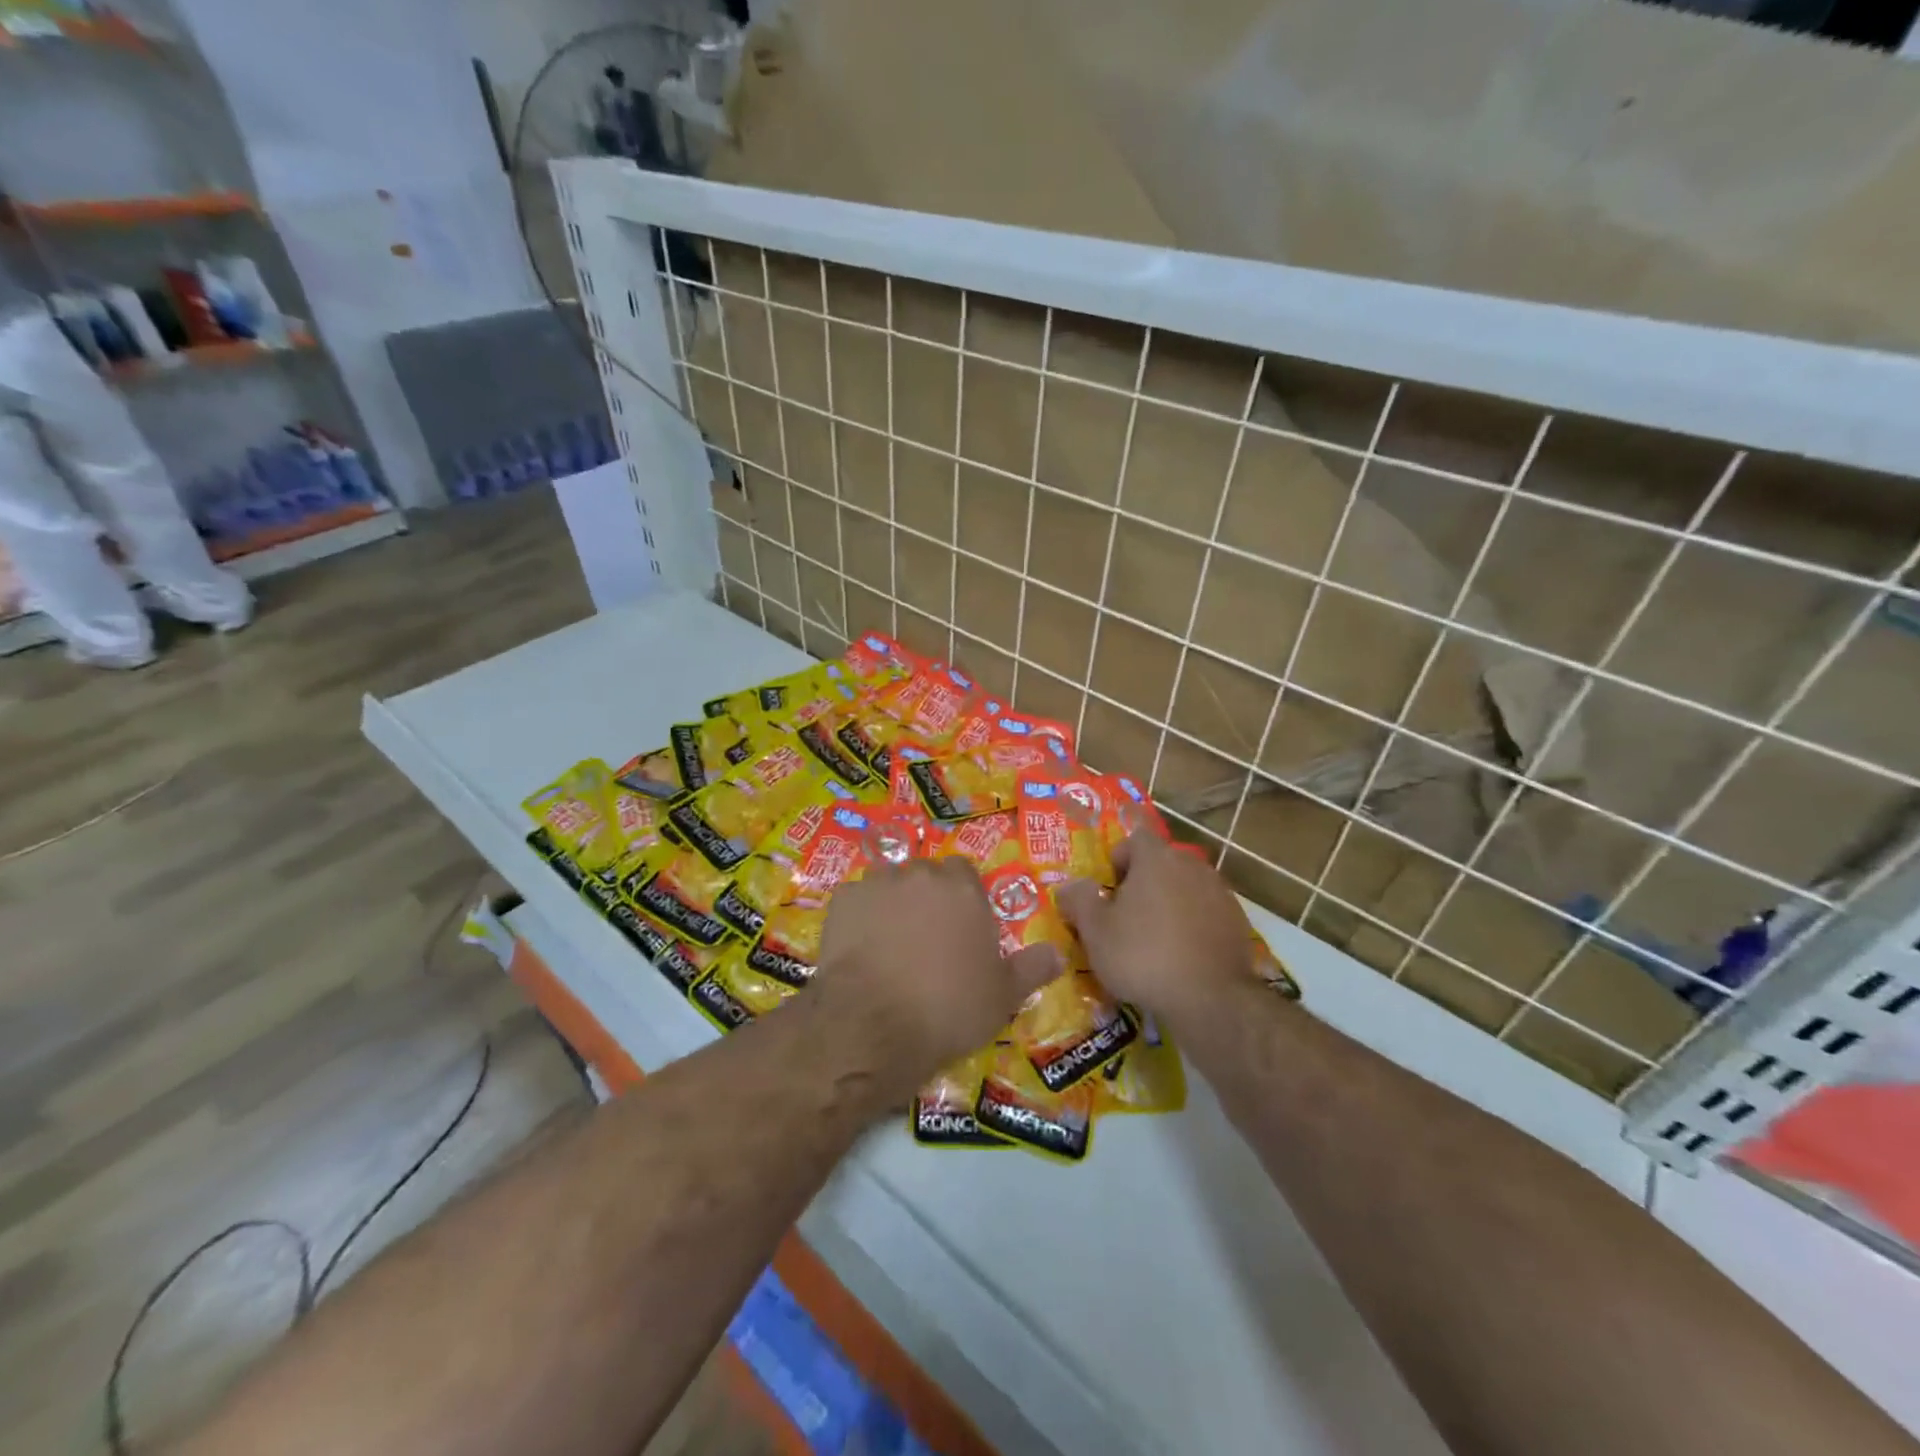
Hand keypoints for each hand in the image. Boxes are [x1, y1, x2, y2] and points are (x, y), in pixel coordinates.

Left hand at [813, 858, 1060, 1093]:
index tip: (961, 929)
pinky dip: (858, 917)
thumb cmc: (948, 1008)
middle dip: (927, 898)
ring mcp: (877, 884)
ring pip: (889, 883)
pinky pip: (855, 901)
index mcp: (963, 890)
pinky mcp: (842, 901)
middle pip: (926, 875)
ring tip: (890, 943)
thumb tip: (1057, 954)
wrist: (873, 1025)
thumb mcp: (1002, 997)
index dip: (963, 898)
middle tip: (927, 939)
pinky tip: (858, 948)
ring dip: (892, 903)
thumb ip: (1031, 969)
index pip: (965, 873)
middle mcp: (921, 876)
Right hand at [1058, 833, 1256, 1024]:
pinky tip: (1182, 956)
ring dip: (1170, 904)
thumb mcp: (1096, 932)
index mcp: (1157, 859)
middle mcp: (1192, 865)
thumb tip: (1069, 887)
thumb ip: (1079, 901)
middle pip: (1162, 863)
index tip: (1109, 890)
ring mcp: (1220, 892)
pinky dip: (1193, 925)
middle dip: (1143, 883)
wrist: (1211, 999)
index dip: (1119, 859)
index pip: (1135, 839)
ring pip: (1186, 888)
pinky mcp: (1238, 921)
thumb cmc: (1143, 956)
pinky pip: (1206, 912)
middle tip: (1126, 917)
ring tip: (1154, 941)